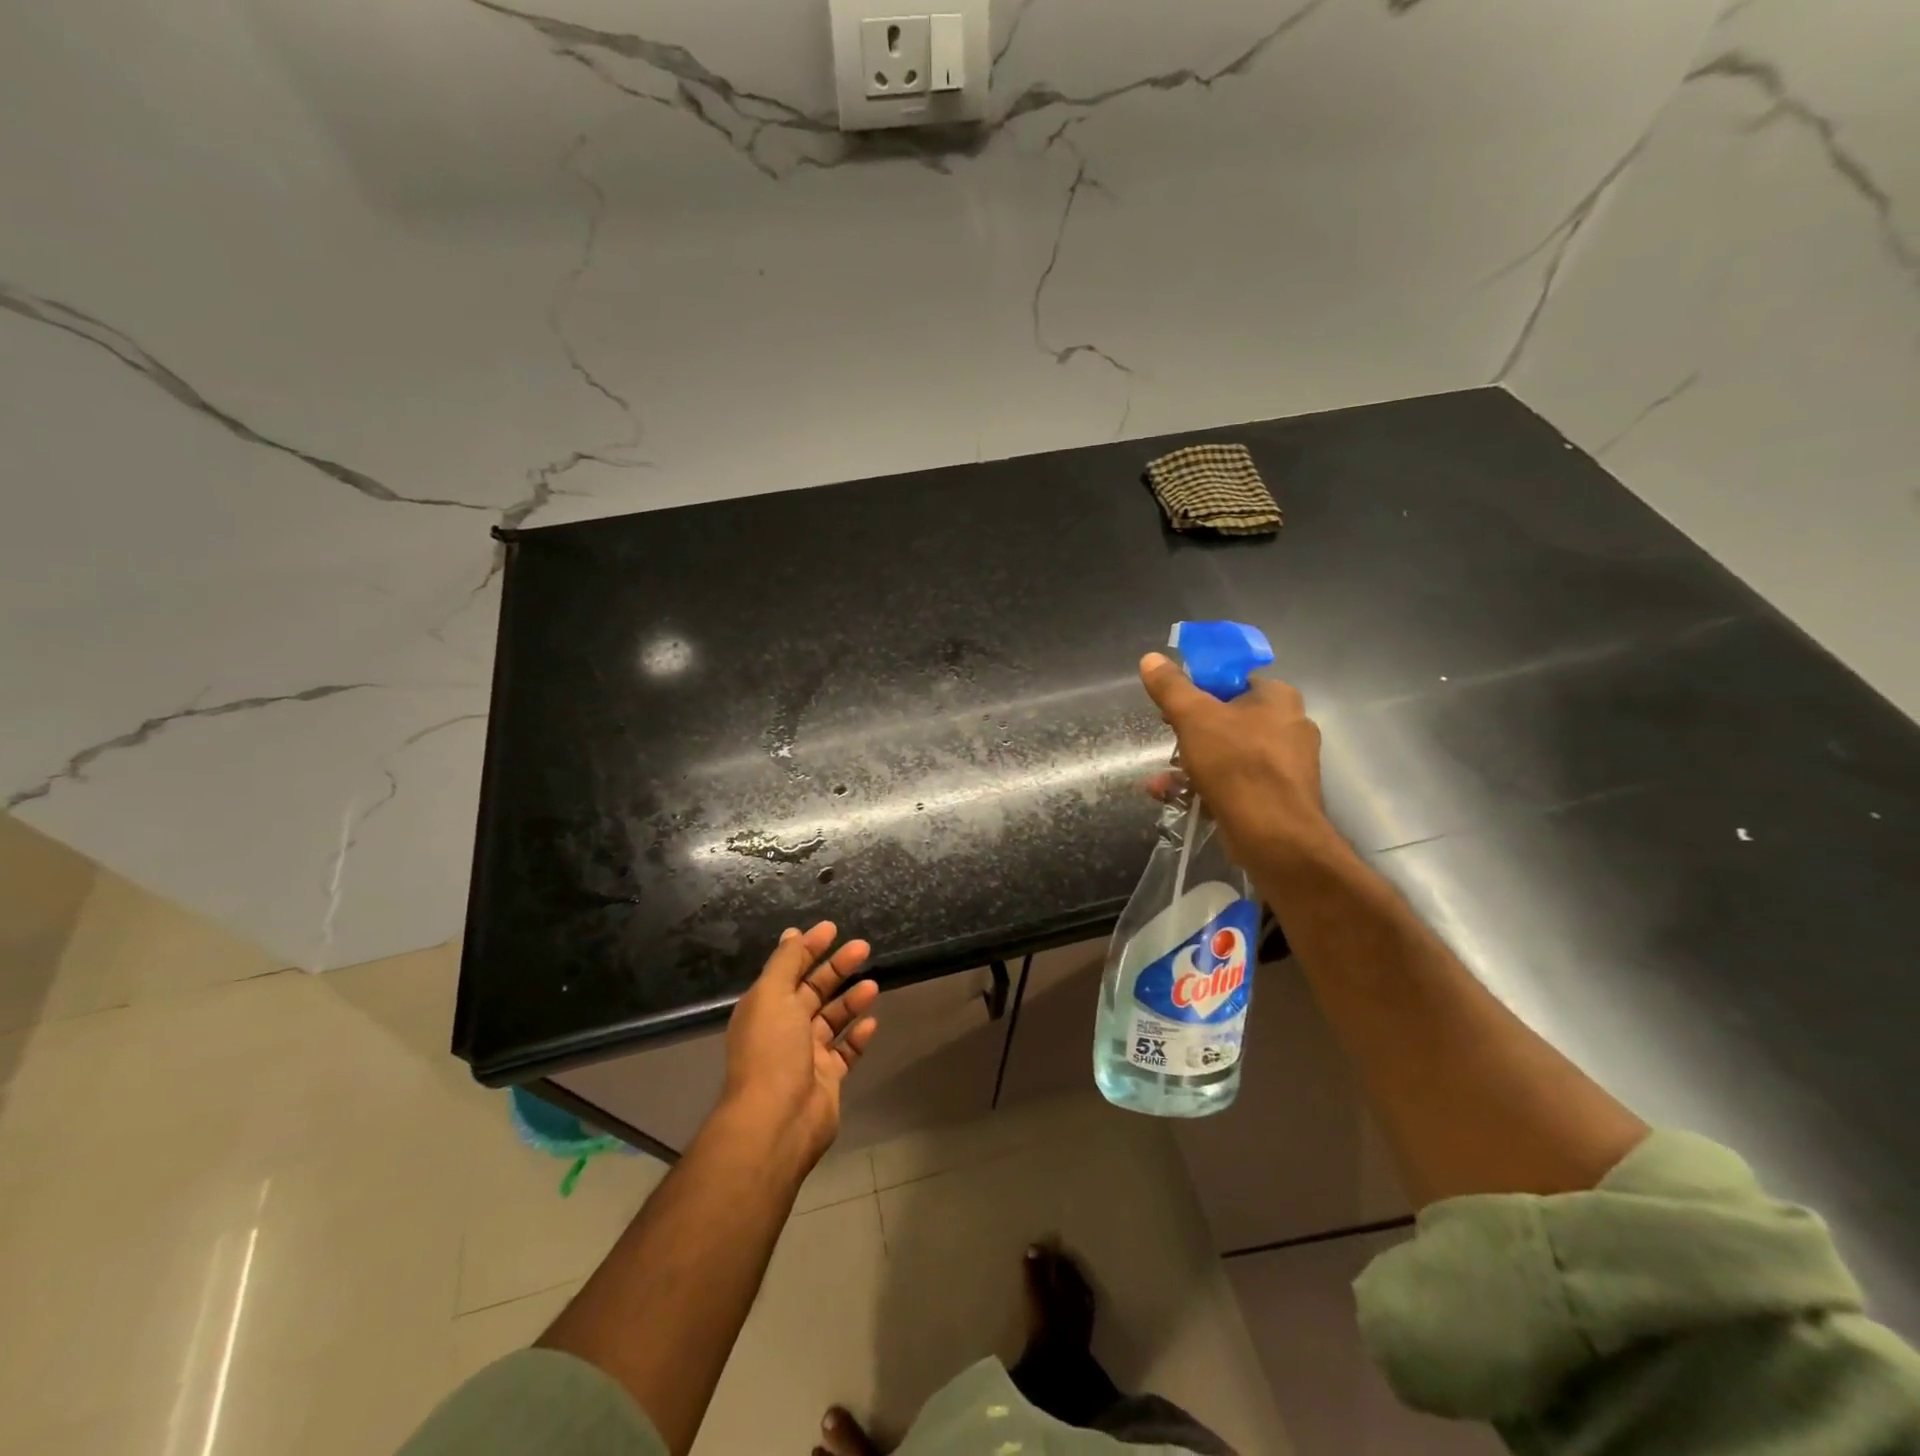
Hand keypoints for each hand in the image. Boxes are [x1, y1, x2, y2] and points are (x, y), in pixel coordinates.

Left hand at [721, 922, 878, 1168]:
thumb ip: (785, 963)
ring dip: (850, 1000)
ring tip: (873, 984)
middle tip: (863, 948)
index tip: (833, 929)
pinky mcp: (827, 1078)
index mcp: (765, 1007)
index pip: (790, 969)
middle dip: (837, 968)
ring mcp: (806, 1055)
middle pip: (813, 990)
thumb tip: (792, 933)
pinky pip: (846, 1051)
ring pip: (832, 1019)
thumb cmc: (772, 1051)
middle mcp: (784, 1028)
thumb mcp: (772, 995)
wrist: (778, 1120)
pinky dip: (857, 1036)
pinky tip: (872, 1023)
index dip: (809, 948)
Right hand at [1138, 652, 1334, 868]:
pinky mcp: (1279, 797)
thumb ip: (1171, 687)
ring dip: (1191, 765)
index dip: (1200, 690)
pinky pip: (1237, 783)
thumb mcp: (1193, 717)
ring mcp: (1287, 765)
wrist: (1274, 834)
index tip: (1174, 707)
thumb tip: (1150, 658)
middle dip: (1190, 734)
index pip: (1234, 681)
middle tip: (1169, 743)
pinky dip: (1207, 787)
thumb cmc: (1235, 763)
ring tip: (1161, 781)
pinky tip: (1176, 798)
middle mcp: (1290, 726)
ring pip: (1229, 755)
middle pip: (1229, 720)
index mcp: (1278, 698)